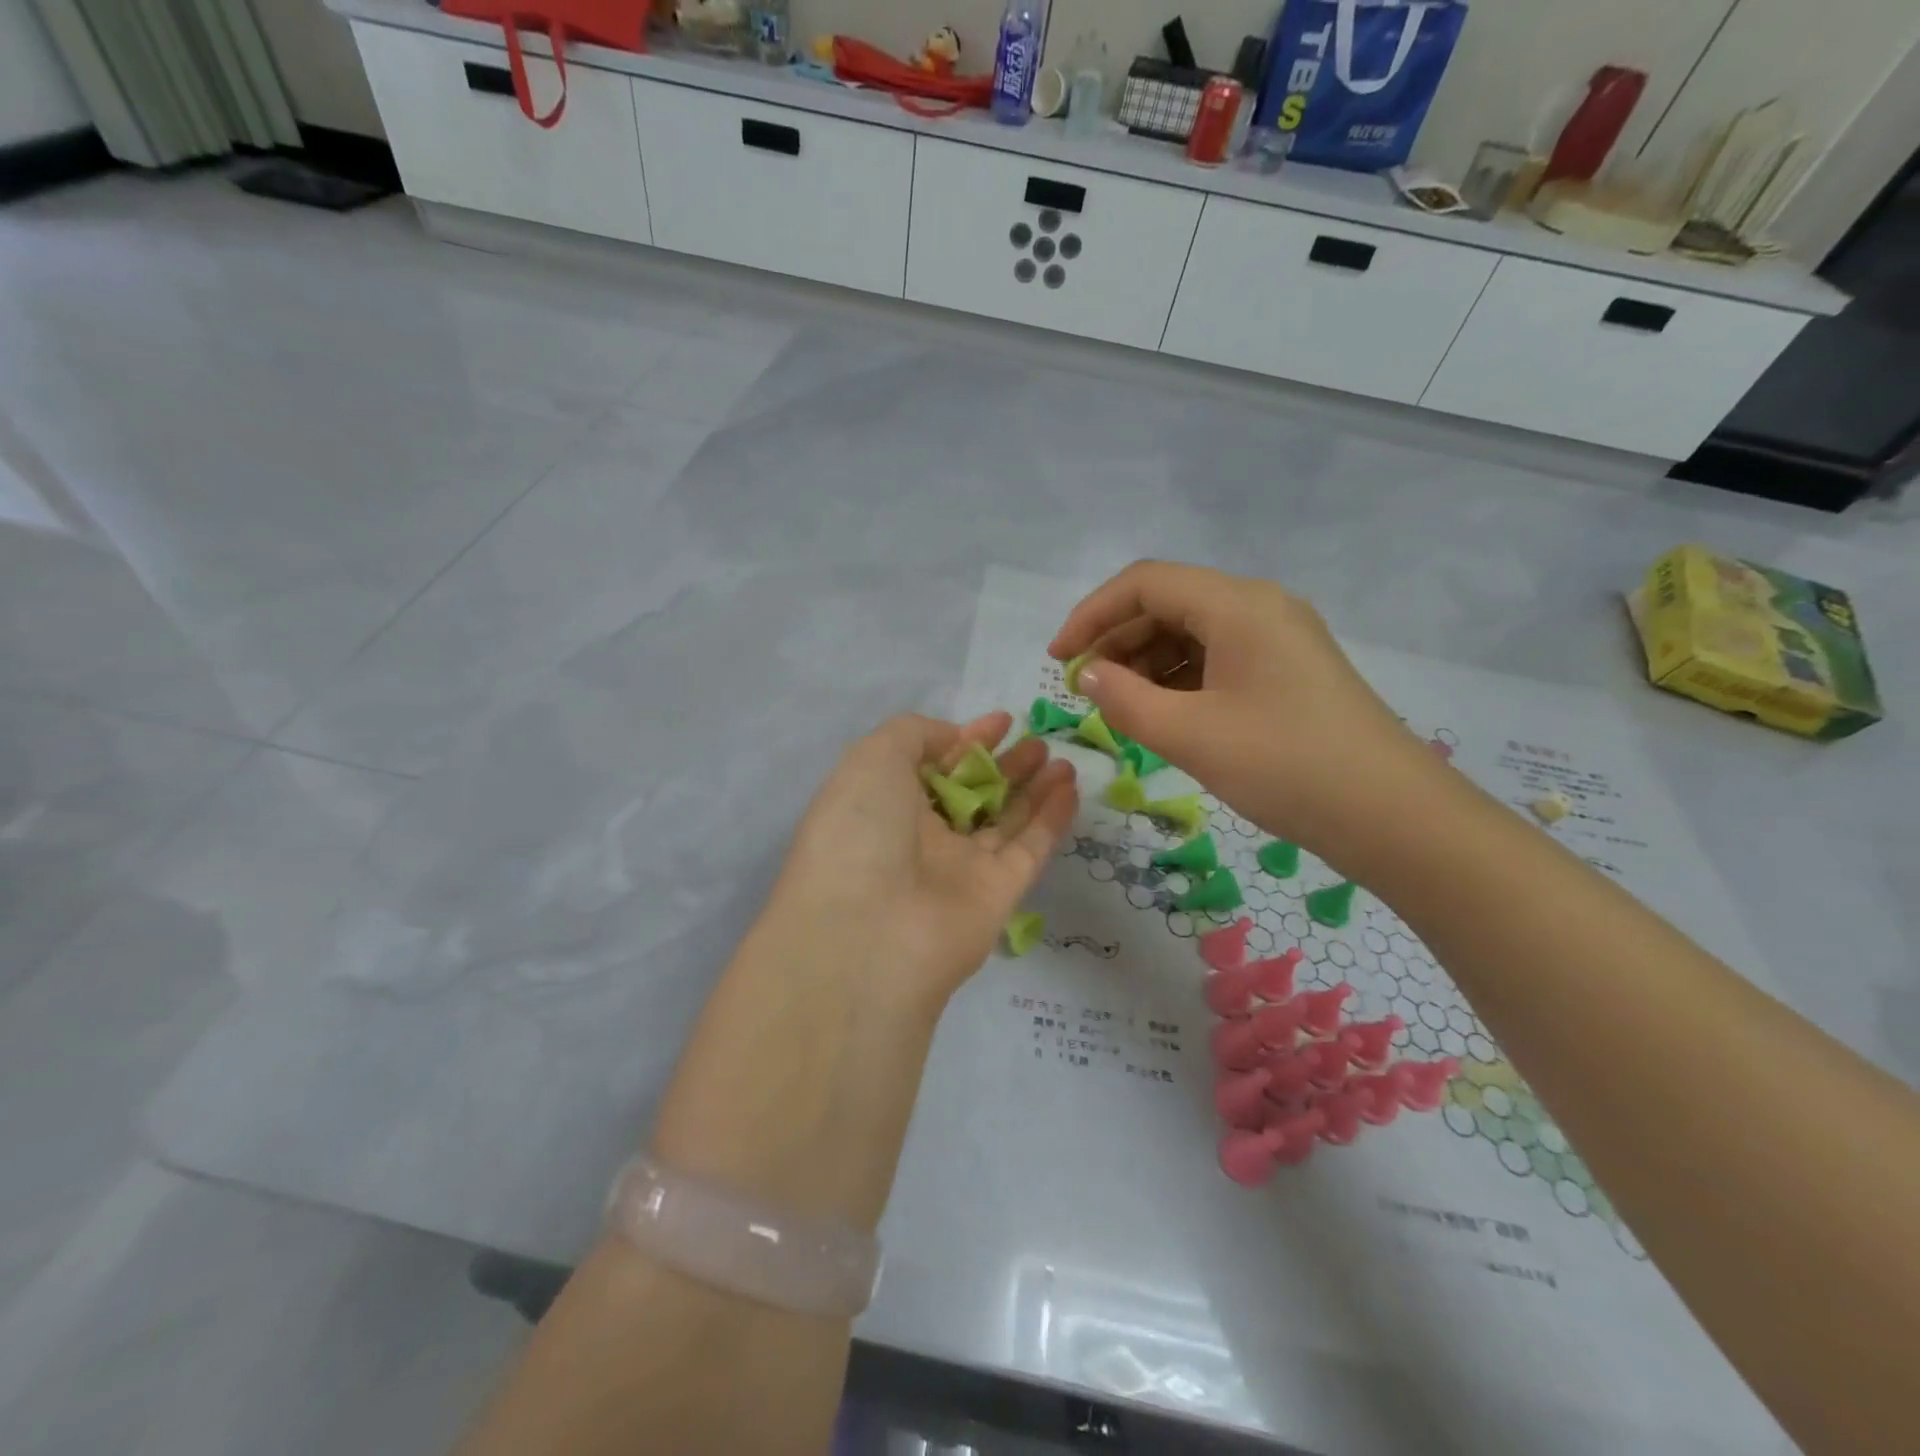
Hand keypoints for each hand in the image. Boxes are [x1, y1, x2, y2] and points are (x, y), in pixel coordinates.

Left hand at [761, 710, 1078, 1012]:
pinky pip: (1029, 848)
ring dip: (1033, 787)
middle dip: (1004, 764)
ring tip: (1061, 758)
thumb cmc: (861, 830)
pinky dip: (1051, 819)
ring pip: (1005, 820)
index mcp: (884, 804)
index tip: (1002, 720)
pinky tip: (1071, 787)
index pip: (932, 766)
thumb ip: (915, 734)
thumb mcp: (873, 758)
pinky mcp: (997, 895)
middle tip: (1037, 740)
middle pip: (972, 793)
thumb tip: (953, 739)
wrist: (871, 932)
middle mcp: (920, 837)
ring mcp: (960, 868)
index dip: (966, 741)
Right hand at [1050, 561, 1444, 872]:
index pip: (1144, 583)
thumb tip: (1086, 674)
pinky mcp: (1286, 671)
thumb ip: (1124, 699)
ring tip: (1118, 707)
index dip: (1091, 614)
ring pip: (1191, 633)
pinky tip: (1161, 715)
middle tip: (1084, 689)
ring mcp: (1277, 639)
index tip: (1058, 659)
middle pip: (1168, 604)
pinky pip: (1216, 659)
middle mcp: (1258, 607)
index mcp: (1237, 604)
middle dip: (1116, 641)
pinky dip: (1178, 680)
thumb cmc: (1285, 765)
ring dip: (1145, 663)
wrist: (1392, 816)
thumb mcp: (1189, 734)